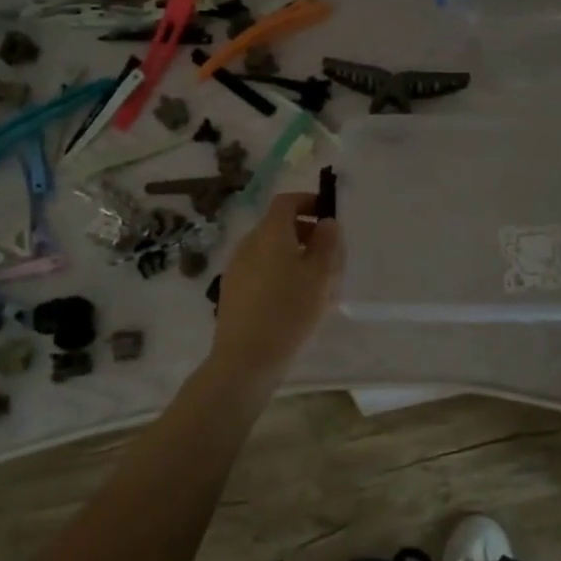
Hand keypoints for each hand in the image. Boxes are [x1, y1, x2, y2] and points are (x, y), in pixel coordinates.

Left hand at [207, 192, 341, 385]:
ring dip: (292, 255)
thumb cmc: (290, 311)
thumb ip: (328, 243)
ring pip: (269, 249)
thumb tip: (326, 222)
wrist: (245, 358)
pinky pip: (260, 269)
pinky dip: (278, 272)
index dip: (308, 202)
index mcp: (270, 233)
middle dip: (304, 232)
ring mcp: (236, 267)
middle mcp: (249, 243)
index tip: (328, 217)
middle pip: (277, 225)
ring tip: (315, 282)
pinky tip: (293, 300)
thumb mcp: (321, 275)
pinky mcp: (232, 290)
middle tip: (328, 255)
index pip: (286, 201)